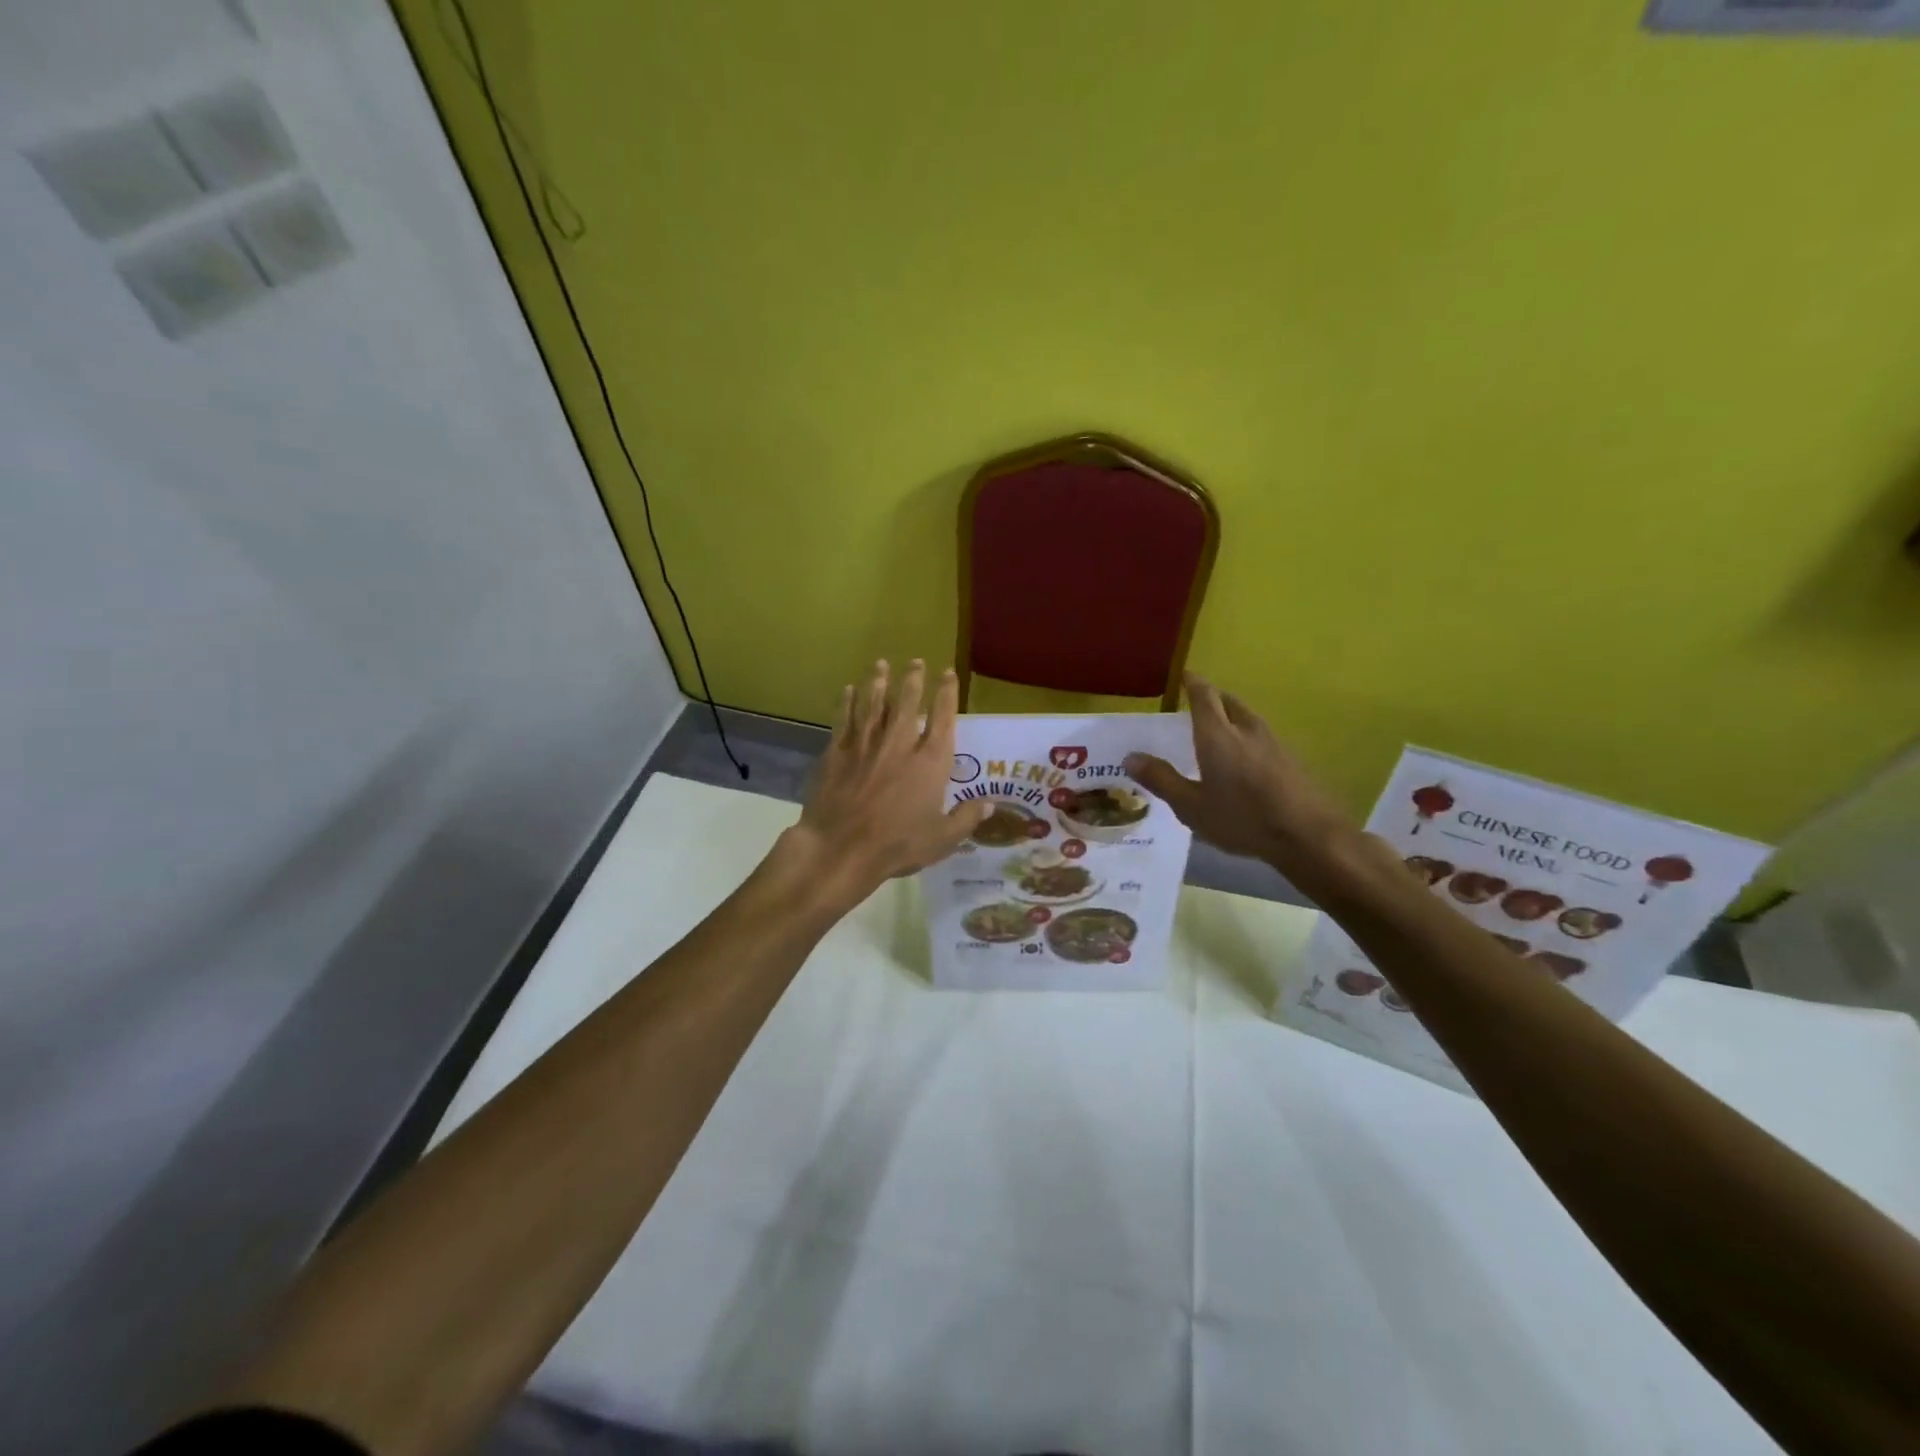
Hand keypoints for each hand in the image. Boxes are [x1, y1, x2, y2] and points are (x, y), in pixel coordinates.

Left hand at [784, 660, 990, 910]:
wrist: (841, 848)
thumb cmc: (898, 845)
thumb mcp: (942, 839)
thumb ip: (966, 818)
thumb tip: (990, 804)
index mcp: (930, 762)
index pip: (942, 718)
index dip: (946, 693)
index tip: (948, 673)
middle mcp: (899, 744)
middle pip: (907, 703)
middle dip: (913, 680)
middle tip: (916, 661)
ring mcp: (865, 745)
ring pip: (873, 705)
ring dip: (878, 682)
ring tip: (881, 664)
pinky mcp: (837, 753)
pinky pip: (844, 720)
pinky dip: (847, 703)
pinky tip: (849, 690)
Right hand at [1125, 674, 1361, 883]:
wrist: (1308, 835)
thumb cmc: (1242, 818)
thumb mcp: (1191, 806)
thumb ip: (1161, 779)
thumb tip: (1130, 757)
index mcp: (1217, 735)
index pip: (1204, 695)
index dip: (1192, 682)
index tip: (1183, 676)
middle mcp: (1246, 729)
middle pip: (1229, 701)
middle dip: (1212, 697)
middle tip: (1195, 704)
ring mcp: (1274, 742)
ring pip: (1248, 717)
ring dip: (1231, 715)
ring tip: (1218, 729)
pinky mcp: (1291, 759)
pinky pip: (1262, 736)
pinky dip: (1247, 736)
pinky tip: (1244, 758)